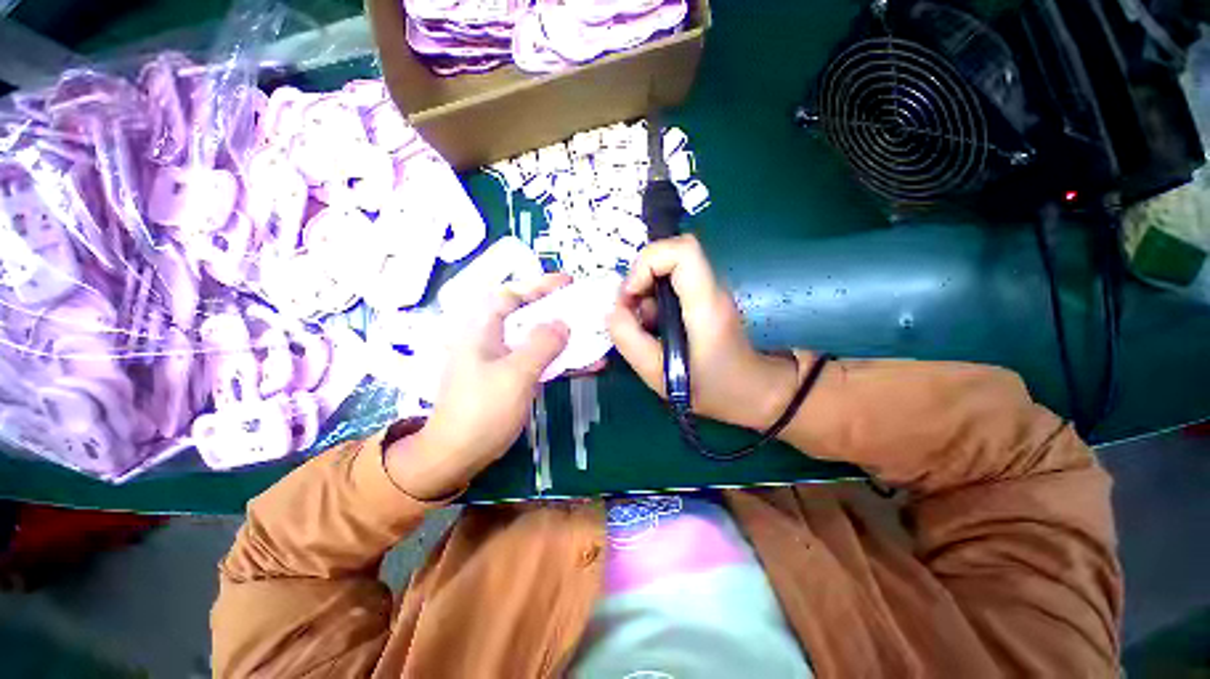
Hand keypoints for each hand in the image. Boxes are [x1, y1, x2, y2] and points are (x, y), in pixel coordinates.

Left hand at [385, 274, 571, 499]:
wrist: (459, 455)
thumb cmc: (482, 410)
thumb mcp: (514, 374)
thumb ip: (541, 345)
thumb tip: (563, 322)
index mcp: (481, 330)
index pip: (511, 296)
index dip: (539, 285)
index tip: (567, 283)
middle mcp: (491, 340)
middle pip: (527, 316)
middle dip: (556, 310)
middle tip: (584, 307)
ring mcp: (502, 361)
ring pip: (536, 339)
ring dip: (564, 337)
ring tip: (592, 334)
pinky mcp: (512, 379)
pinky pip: (539, 361)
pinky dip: (560, 360)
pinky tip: (585, 364)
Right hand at [608, 235, 798, 430]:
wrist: (754, 392)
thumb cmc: (712, 388)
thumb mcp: (659, 374)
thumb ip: (628, 339)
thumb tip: (613, 310)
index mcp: (706, 304)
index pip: (682, 250)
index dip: (647, 263)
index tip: (631, 295)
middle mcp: (711, 289)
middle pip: (670, 255)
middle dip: (639, 279)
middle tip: (630, 312)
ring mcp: (709, 292)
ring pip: (667, 270)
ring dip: (645, 293)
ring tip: (643, 327)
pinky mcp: (704, 299)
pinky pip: (671, 285)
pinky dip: (654, 301)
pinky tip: (654, 328)